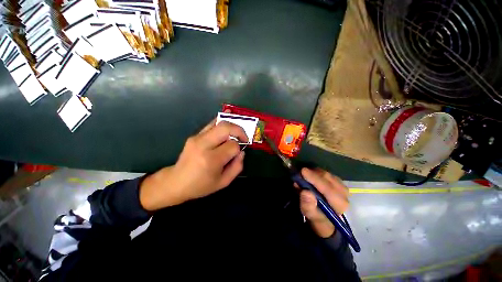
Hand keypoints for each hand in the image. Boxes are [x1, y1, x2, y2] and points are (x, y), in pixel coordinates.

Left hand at [140, 118, 247, 210]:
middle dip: (239, 130)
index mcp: (211, 160)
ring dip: (232, 125)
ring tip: (238, 131)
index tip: (237, 154)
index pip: (232, 146)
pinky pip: (211, 124)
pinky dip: (222, 121)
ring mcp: (197, 138)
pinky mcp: (194, 135)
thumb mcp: (223, 182)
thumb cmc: (201, 185)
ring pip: (219, 123)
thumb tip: (242, 152)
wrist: (176, 182)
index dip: (238, 149)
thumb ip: (237, 166)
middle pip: (226, 128)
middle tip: (244, 137)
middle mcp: (203, 145)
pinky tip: (229, 117)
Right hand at [297, 168, 348, 237]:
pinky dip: (317, 172)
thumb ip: (308, 206)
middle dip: (313, 173)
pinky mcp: (338, 182)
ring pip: (327, 174)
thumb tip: (305, 192)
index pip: (327, 188)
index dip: (314, 178)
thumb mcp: (310, 215)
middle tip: (300, 172)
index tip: (302, 171)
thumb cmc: (317, 218)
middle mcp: (344, 194)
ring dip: (314, 172)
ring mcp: (342, 186)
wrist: (326, 219)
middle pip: (328, 178)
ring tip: (304, 175)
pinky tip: (311, 175)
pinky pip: (327, 173)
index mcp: (339, 204)